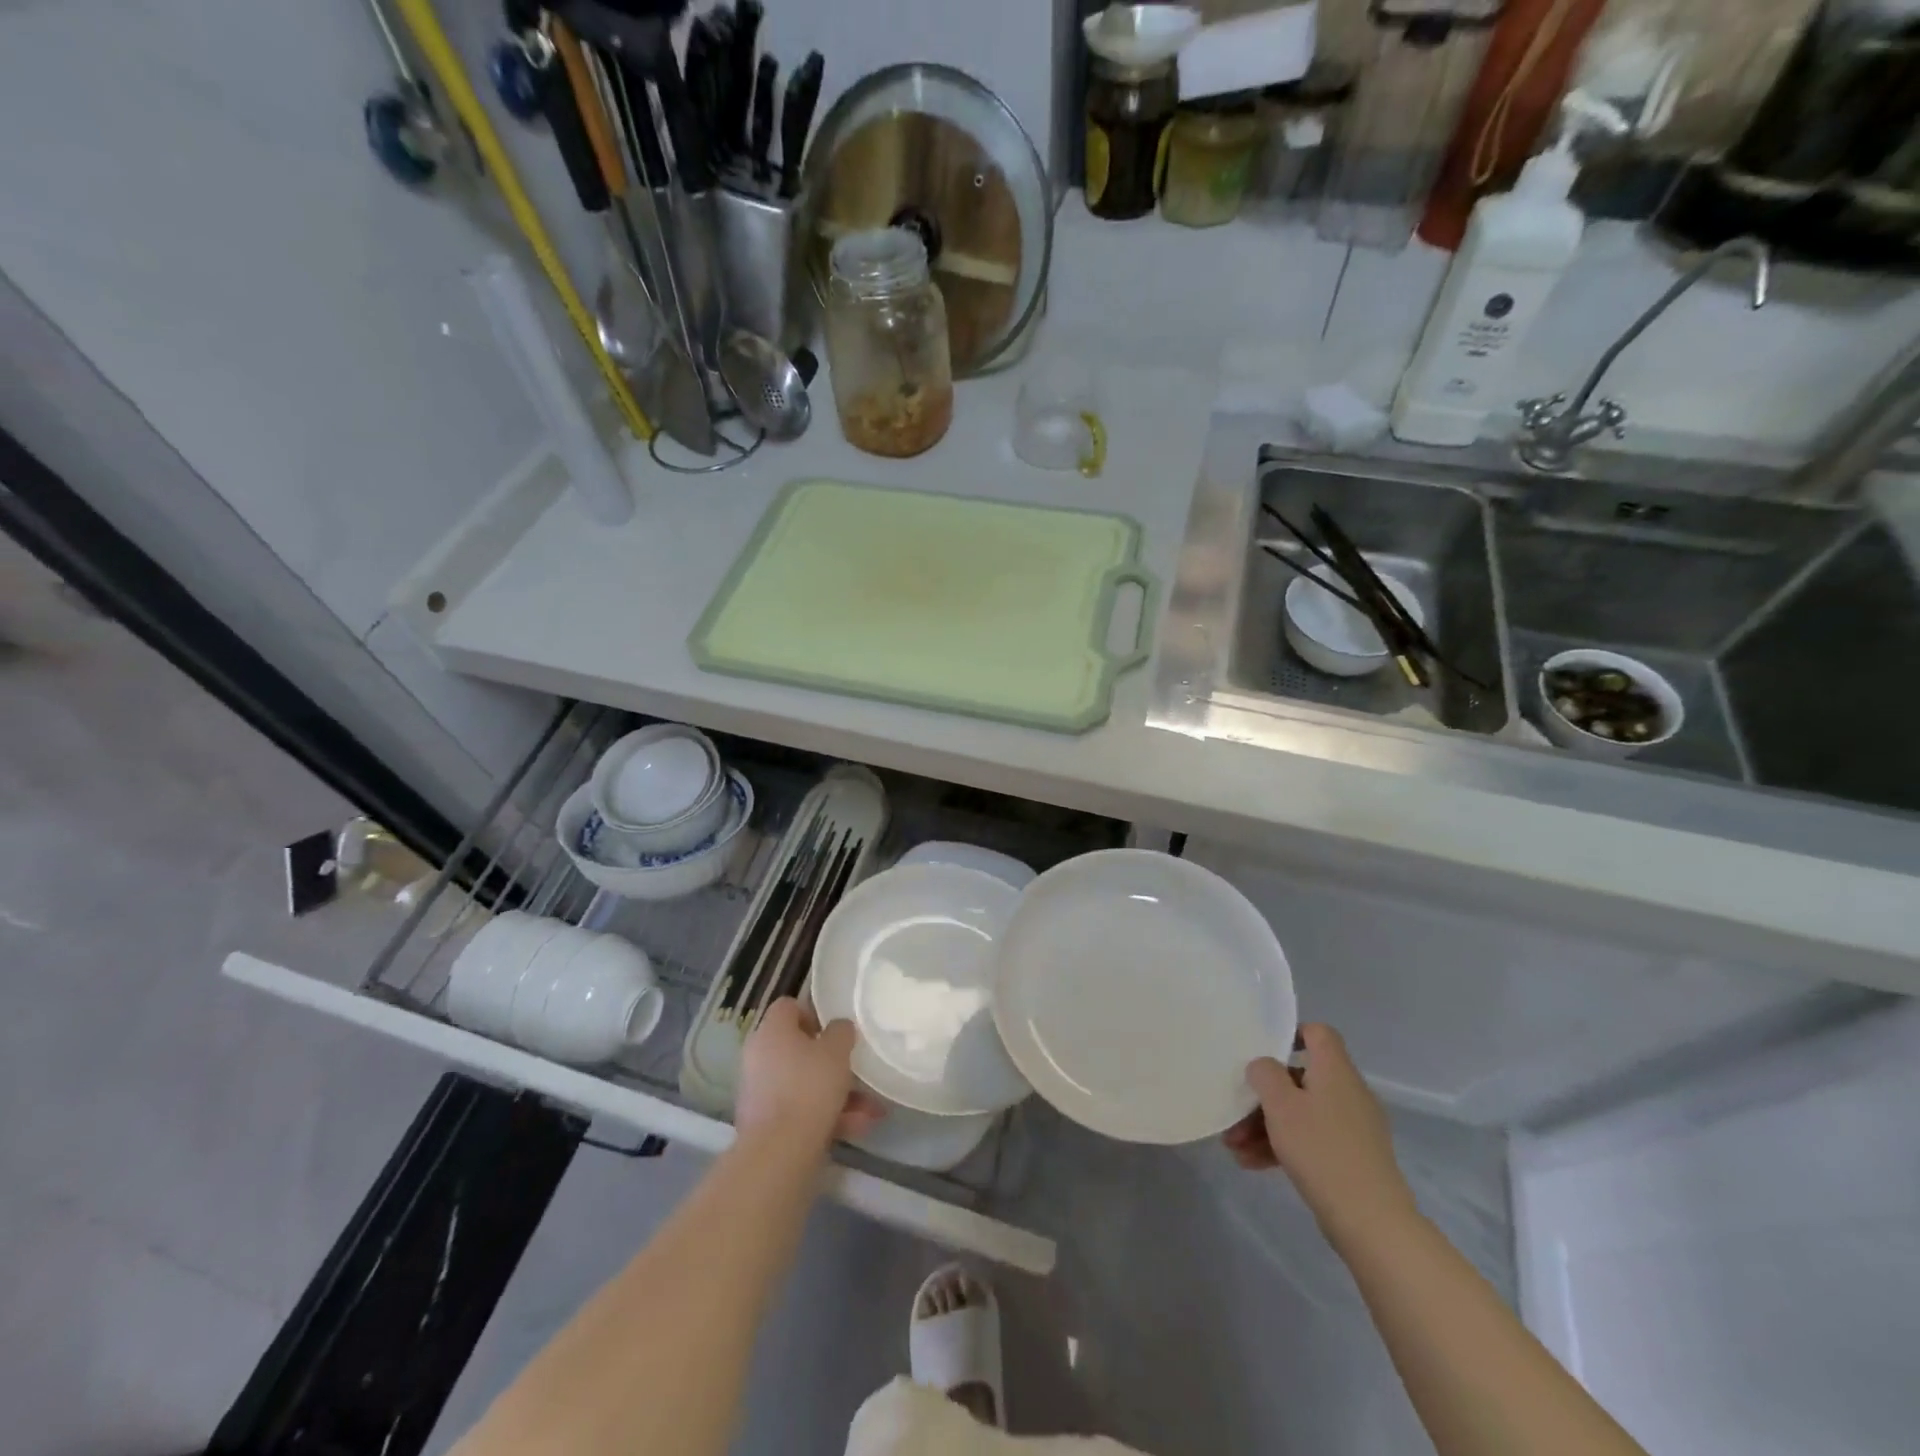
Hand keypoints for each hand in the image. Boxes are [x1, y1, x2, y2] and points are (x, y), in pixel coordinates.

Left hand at [737, 998, 884, 1150]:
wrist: (779, 1151)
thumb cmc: (809, 1087)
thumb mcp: (837, 1051)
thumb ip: (841, 1031)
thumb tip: (838, 1028)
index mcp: (771, 1031)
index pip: (788, 1007)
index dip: (813, 1013)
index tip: (835, 1029)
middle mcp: (759, 1056)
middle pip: (798, 1048)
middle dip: (832, 1062)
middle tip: (856, 1070)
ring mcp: (760, 1091)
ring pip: (804, 1083)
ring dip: (837, 1093)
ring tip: (870, 1110)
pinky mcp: (765, 1123)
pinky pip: (799, 1109)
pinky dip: (826, 1115)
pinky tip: (857, 1127)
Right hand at [1223, 1024, 1417, 1242]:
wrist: (1371, 1221)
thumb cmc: (1321, 1149)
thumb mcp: (1281, 1105)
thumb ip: (1265, 1074)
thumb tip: (1264, 1066)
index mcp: (1335, 1070)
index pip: (1318, 1033)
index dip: (1291, 1035)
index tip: (1262, 1052)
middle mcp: (1348, 1092)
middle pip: (1300, 1079)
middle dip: (1263, 1097)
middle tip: (1234, 1114)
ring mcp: (1353, 1128)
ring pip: (1302, 1113)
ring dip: (1266, 1126)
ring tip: (1234, 1147)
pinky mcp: (1352, 1158)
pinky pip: (1312, 1140)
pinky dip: (1284, 1147)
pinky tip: (1252, 1164)